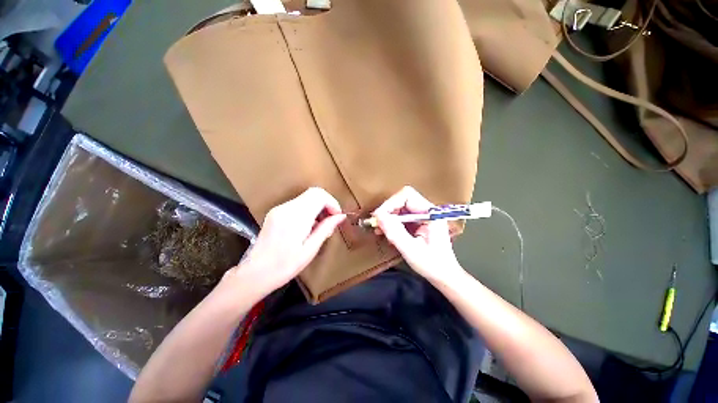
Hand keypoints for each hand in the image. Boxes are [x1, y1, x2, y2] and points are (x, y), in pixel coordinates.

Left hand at [225, 187, 345, 294]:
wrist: (255, 273)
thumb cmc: (285, 266)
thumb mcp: (310, 250)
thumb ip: (325, 229)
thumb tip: (341, 216)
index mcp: (296, 217)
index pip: (319, 195)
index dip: (332, 202)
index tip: (337, 216)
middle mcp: (286, 208)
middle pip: (313, 192)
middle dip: (327, 204)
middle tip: (330, 221)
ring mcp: (279, 209)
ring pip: (306, 197)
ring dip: (318, 207)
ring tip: (319, 227)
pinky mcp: (275, 212)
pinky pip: (298, 204)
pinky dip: (308, 210)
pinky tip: (308, 227)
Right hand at [374, 186, 464, 281]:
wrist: (444, 275)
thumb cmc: (432, 265)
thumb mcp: (411, 250)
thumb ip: (395, 232)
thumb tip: (378, 216)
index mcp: (431, 213)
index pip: (408, 196)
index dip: (391, 203)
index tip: (379, 217)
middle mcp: (427, 210)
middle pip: (402, 199)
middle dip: (387, 210)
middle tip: (376, 224)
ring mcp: (423, 215)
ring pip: (400, 206)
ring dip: (388, 216)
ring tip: (379, 229)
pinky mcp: (418, 221)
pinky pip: (401, 215)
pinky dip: (391, 222)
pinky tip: (386, 231)